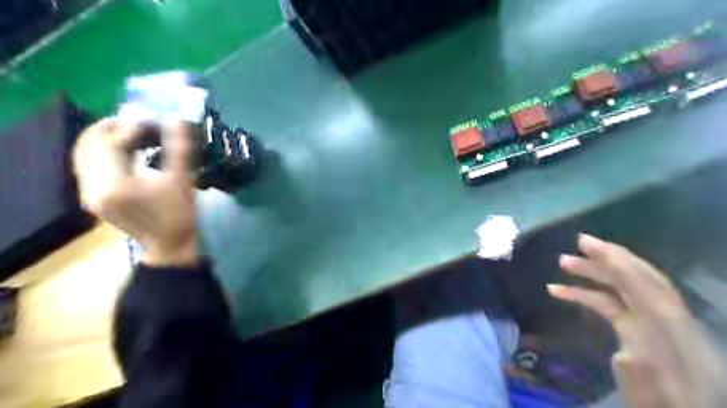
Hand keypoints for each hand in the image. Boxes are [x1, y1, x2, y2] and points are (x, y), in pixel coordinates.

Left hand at [74, 119, 197, 267]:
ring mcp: (88, 193)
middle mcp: (92, 187)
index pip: (109, 143)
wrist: (169, 246)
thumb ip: (178, 149)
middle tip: (136, 120)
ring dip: (104, 138)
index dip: (128, 126)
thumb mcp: (182, 181)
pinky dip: (102, 151)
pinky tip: (123, 149)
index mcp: (114, 185)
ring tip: (130, 131)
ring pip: (84, 154)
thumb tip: (176, 121)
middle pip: (89, 145)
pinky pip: (87, 164)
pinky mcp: (92, 197)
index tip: (150, 119)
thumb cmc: (178, 215)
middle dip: (111, 127)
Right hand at [552, 234, 726, 406]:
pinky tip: (560, 292)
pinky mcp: (636, 330)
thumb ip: (643, 376)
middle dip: (605, 260)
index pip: (648, 289)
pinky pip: (610, 304)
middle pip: (637, 281)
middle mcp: (666, 322)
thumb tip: (624, 354)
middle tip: (575, 245)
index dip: (619, 262)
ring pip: (621, 289)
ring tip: (562, 262)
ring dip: (592, 274)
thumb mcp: (657, 400)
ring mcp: (650, 325)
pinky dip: (586, 295)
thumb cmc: (664, 407)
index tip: (588, 244)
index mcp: (676, 335)